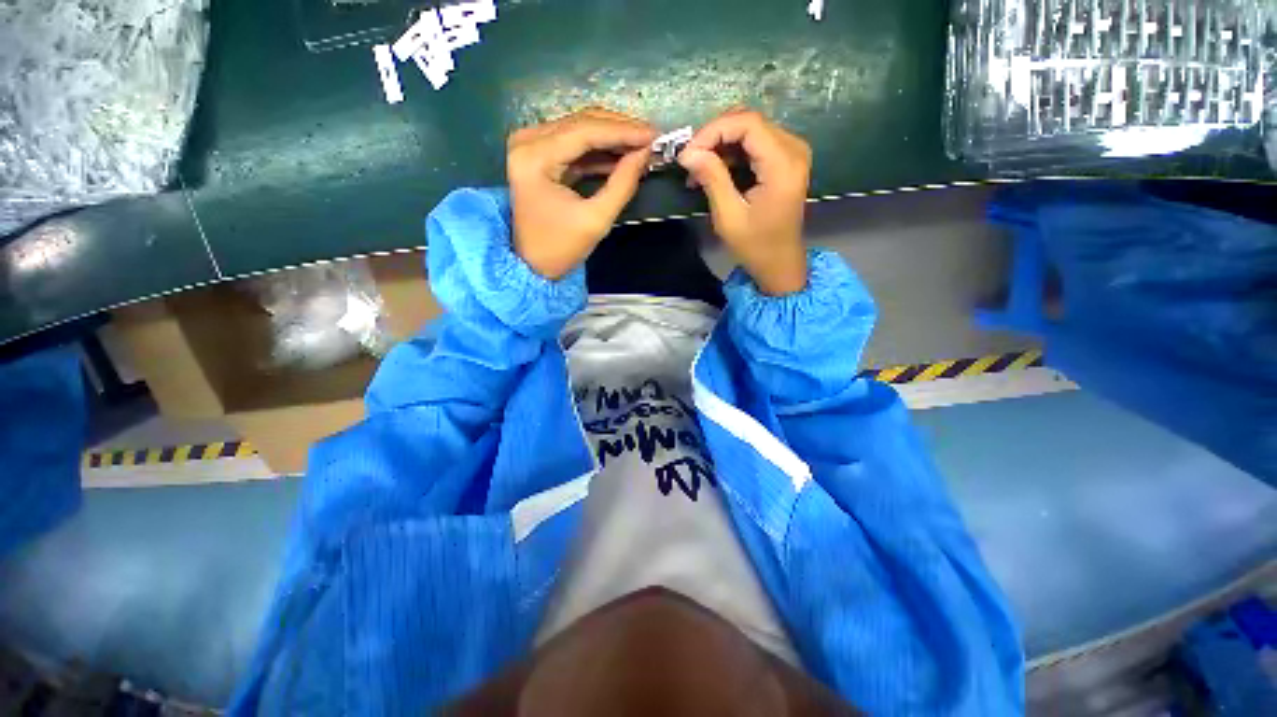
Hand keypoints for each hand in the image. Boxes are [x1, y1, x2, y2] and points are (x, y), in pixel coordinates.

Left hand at [507, 108, 655, 279]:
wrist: (532, 264)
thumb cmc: (561, 248)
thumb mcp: (596, 220)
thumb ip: (622, 184)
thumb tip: (645, 153)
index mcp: (535, 157)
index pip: (585, 131)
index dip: (624, 130)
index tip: (655, 135)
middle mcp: (528, 140)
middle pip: (582, 123)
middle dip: (620, 130)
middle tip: (652, 138)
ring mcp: (531, 145)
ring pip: (580, 129)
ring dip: (612, 138)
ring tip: (642, 147)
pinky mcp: (538, 154)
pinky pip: (575, 144)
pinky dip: (599, 150)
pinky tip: (623, 156)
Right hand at [678, 109, 810, 295]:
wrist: (780, 263)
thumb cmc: (755, 246)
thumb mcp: (729, 216)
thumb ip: (712, 179)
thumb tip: (688, 153)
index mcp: (783, 163)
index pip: (747, 123)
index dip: (713, 131)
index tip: (688, 153)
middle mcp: (793, 149)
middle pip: (749, 123)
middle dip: (714, 137)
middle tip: (690, 161)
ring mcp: (791, 153)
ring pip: (749, 131)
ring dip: (720, 146)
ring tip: (697, 171)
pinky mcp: (785, 160)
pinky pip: (754, 144)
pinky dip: (731, 155)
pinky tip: (714, 172)